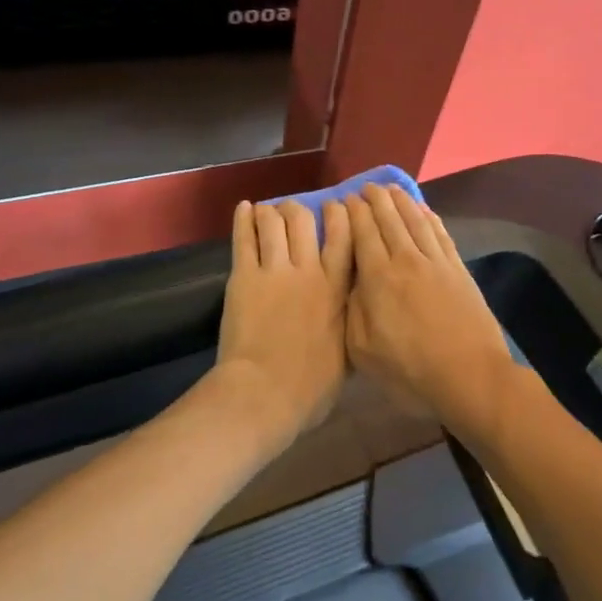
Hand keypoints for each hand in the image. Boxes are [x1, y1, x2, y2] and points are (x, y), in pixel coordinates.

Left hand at [215, 198, 352, 448]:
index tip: (337, 208)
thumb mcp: (348, 353)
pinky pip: (244, 238)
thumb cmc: (312, 386)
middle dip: (299, 209)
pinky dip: (243, 219)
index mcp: (337, 289)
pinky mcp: (243, 277)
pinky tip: (244, 208)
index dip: (340, 215)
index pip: (344, 237)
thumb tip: (358, 313)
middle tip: (294, 211)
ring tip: (267, 211)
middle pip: (304, 221)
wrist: (265, 392)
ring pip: (273, 223)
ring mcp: (274, 270)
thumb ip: (351, 323)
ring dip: (271, 211)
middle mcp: (308, 270)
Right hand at [343, 185, 518, 432]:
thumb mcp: (363, 350)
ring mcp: (436, 262)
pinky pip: (440, 233)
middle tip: (365, 187)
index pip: (363, 233)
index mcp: (378, 278)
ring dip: (401, 201)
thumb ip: (351, 310)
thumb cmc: (410, 370)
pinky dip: (429, 217)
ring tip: (390, 189)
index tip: (344, 199)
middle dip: (375, 200)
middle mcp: (406, 259)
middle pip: (389, 219)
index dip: (353, 213)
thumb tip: (349, 280)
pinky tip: (424, 210)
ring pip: (415, 220)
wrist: (469, 375)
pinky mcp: (458, 269)